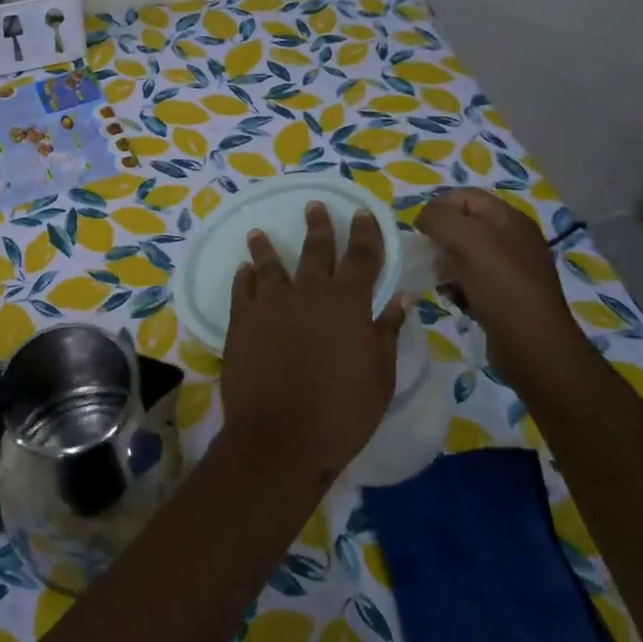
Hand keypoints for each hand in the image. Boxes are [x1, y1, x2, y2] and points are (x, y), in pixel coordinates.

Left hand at [219, 203, 406, 484]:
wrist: (280, 436)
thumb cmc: (342, 411)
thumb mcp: (380, 375)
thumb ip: (388, 332)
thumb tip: (401, 297)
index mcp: (349, 302)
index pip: (362, 256)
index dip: (365, 232)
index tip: (362, 212)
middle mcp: (309, 292)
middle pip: (316, 250)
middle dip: (319, 226)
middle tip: (315, 205)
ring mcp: (271, 304)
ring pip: (270, 264)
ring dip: (266, 247)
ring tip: (259, 232)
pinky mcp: (241, 320)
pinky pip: (242, 289)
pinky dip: (244, 276)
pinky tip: (243, 270)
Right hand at [415, 188, 584, 379]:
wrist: (532, 343)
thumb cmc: (500, 284)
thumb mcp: (466, 239)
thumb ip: (438, 218)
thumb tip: (423, 217)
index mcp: (509, 219)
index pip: (465, 197)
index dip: (439, 207)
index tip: (420, 230)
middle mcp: (513, 239)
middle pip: (464, 226)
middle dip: (440, 239)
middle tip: (429, 257)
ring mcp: (511, 269)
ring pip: (465, 255)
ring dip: (446, 265)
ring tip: (441, 281)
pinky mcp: (506, 295)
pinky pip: (472, 281)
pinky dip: (458, 287)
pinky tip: (454, 299)